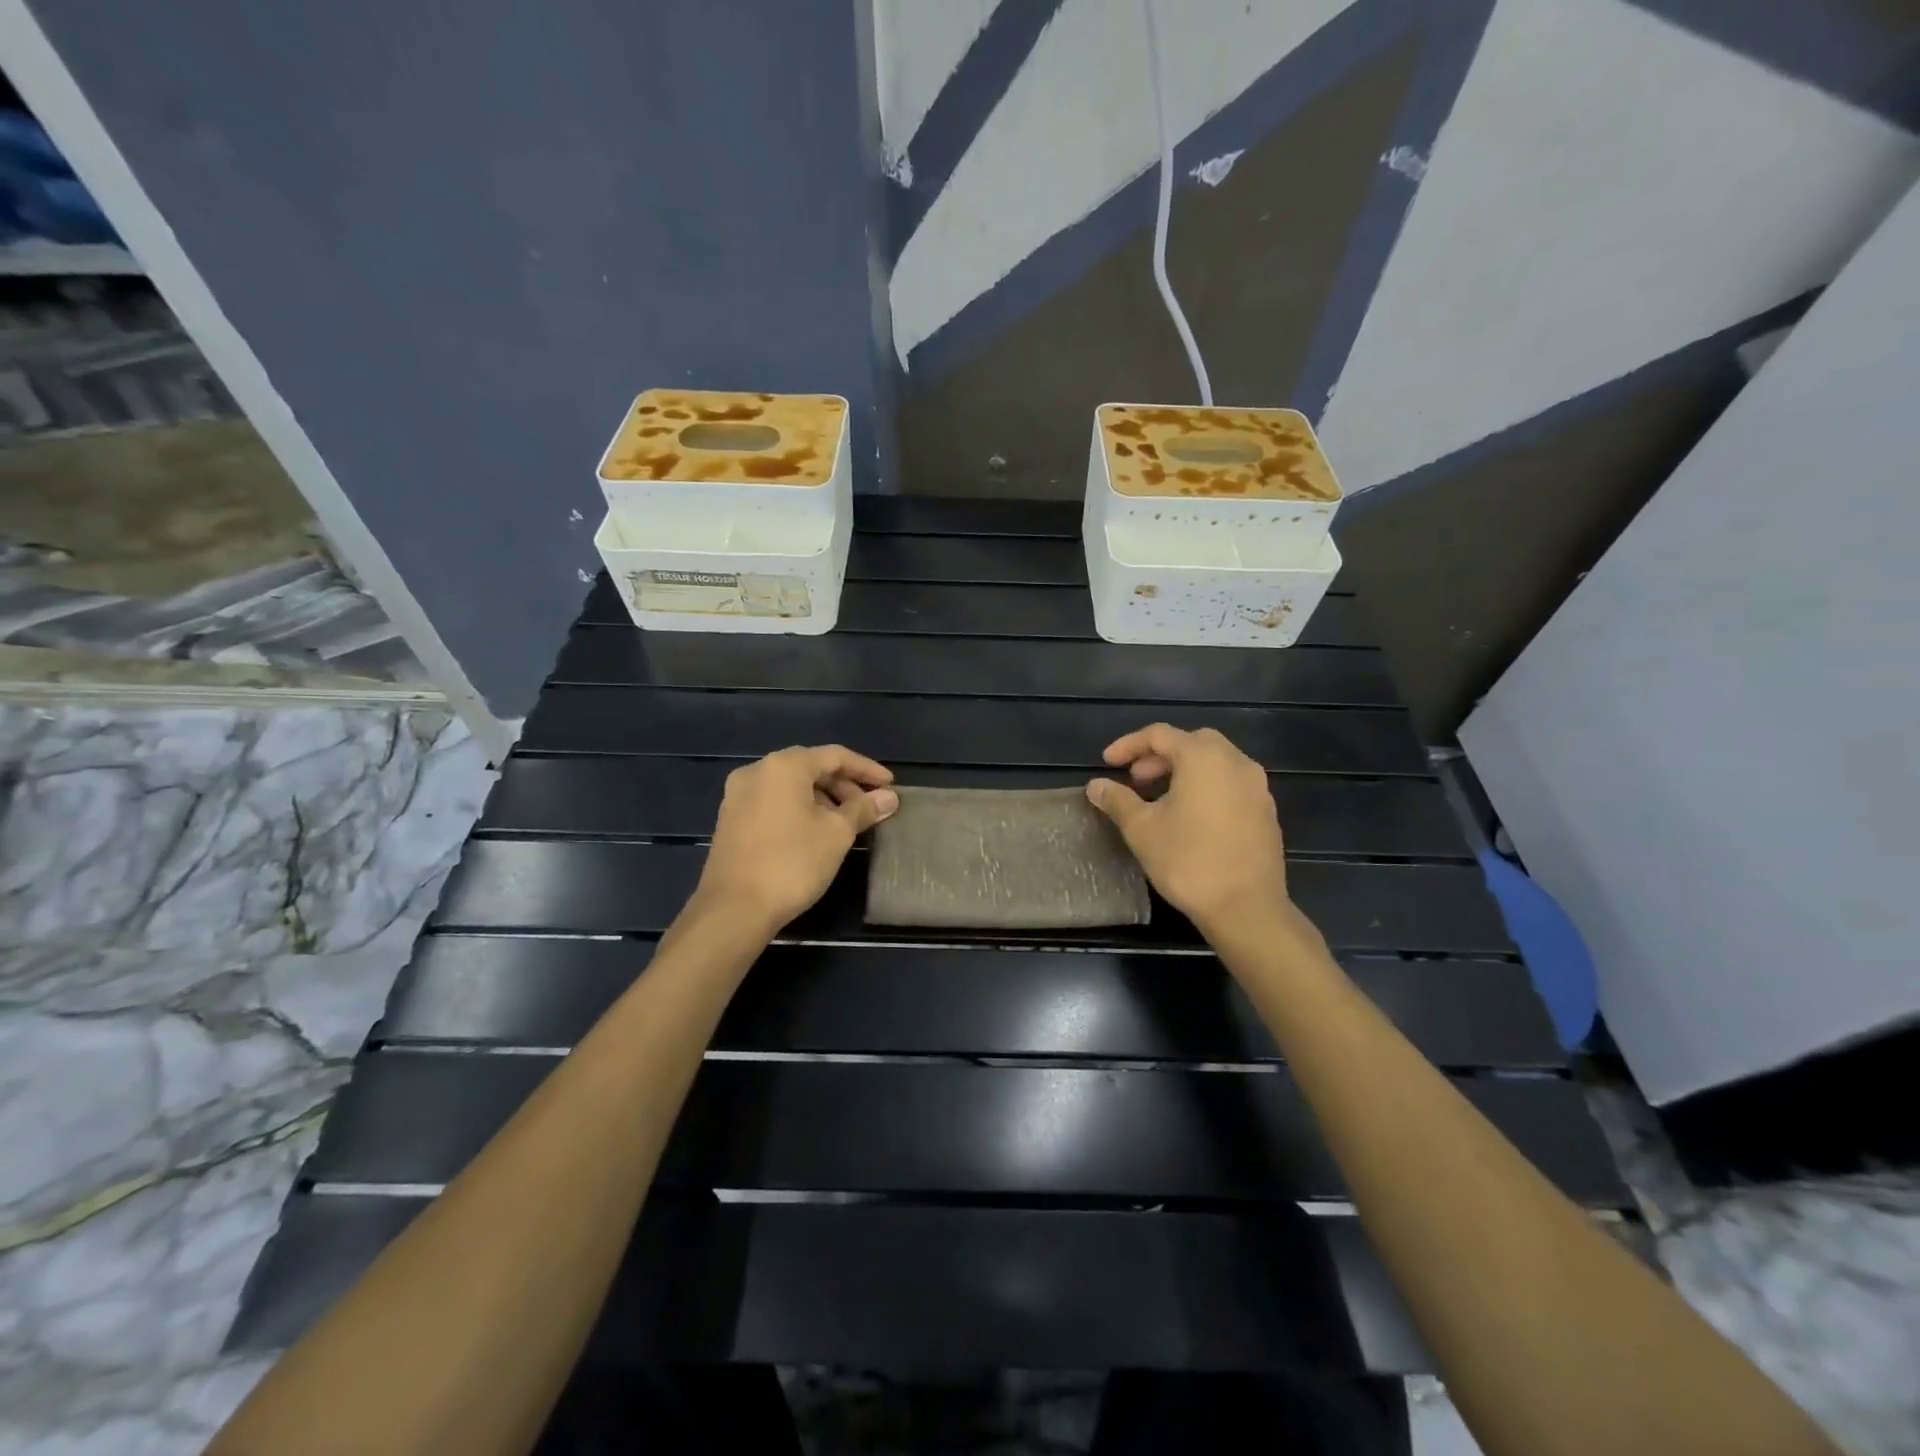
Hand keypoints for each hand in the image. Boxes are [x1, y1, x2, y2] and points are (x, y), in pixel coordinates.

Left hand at [696, 745, 898, 931]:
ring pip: (791, 786)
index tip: (890, 786)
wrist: (733, 909)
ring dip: (822, 799)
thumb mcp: (837, 834)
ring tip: (846, 823)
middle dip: (844, 786)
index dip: (866, 769)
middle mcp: (756, 771)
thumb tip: (889, 797)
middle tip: (869, 808)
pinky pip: (774, 802)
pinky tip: (816, 832)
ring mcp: (738, 796)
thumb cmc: (792, 863)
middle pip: (810, 768)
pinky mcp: (731, 820)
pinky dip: (799, 809)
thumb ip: (864, 809)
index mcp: (783, 766)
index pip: (835, 756)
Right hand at [1086, 724, 1291, 933]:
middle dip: (1159, 755)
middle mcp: (1235, 762)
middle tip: (1136, 779)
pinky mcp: (1266, 811)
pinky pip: (1231, 784)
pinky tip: (1190, 816)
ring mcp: (1257, 787)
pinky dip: (1206, 786)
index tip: (1107, 763)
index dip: (1128, 745)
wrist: (1246, 907)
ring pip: (1215, 762)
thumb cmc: (1187, 860)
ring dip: (1184, 770)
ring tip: (1159, 797)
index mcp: (1203, 757)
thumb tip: (1095, 785)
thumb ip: (1117, 800)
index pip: (1160, 735)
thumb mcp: (1142, 828)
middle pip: (1192, 742)